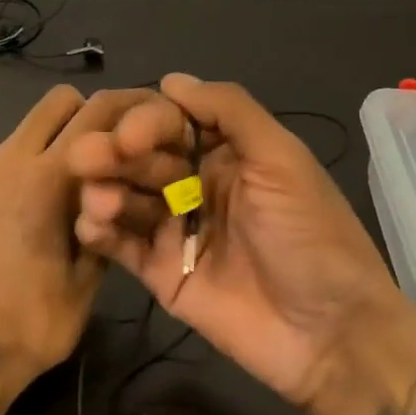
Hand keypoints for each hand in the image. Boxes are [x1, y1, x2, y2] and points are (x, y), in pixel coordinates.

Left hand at [0, 85, 157, 398]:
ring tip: (85, 179)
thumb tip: (119, 186)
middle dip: (92, 113)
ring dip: (62, 135)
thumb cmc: (34, 322)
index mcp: (44, 180)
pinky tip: (47, 202)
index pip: (95, 114)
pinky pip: (11, 152)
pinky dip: (36, 158)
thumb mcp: (89, 275)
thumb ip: (106, 219)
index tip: (154, 117)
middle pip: (58, 101)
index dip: (131, 107)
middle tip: (116, 150)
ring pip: (31, 124)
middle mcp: (8, 162)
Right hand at [66, 74, 406, 410]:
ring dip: (103, 191)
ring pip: (124, 196)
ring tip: (98, 203)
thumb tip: (171, 79)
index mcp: (224, 152)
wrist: (331, 335)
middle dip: (112, 154)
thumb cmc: (311, 236)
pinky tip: (91, 227)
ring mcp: (175, 229)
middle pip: (140, 157)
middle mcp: (194, 183)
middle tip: (84, 159)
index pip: (169, 121)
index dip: (143, 122)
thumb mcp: (283, 161)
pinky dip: (99, 231)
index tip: (128, 137)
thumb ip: (230, 112)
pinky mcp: (160, 272)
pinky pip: (120, 244)